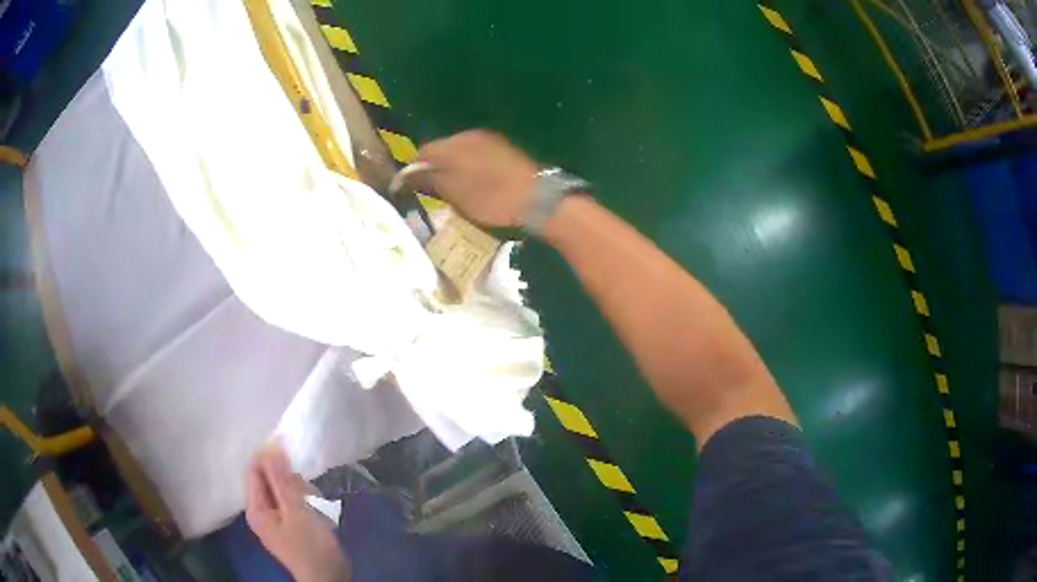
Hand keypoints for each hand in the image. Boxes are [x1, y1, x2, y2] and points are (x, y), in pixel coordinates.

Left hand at [245, 444, 348, 581]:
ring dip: (303, 493)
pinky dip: (308, 504)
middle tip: (308, 497)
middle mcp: (263, 511)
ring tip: (316, 510)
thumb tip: (271, 445)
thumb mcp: (296, 511)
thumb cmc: (311, 546)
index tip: (292, 454)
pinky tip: (319, 515)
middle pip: (272, 479)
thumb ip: (282, 479)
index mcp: (256, 507)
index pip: (255, 470)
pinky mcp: (292, 524)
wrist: (330, 578)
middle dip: (292, 482)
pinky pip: (296, 503)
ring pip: (287, 490)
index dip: (270, 458)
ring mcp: (278, 519)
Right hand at [418, 130, 539, 227]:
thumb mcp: (455, 194)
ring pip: (459, 151)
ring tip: (456, 190)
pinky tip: (476, 184)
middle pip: (441, 149)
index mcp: (454, 144)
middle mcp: (469, 135)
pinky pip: (476, 154)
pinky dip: (470, 167)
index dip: (415, 170)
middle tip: (435, 193)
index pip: (423, 151)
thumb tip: (406, 174)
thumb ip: (428, 180)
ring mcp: (489, 139)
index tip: (415, 190)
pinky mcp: (503, 148)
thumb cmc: (492, 199)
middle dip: (435, 168)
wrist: (538, 199)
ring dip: (453, 167)